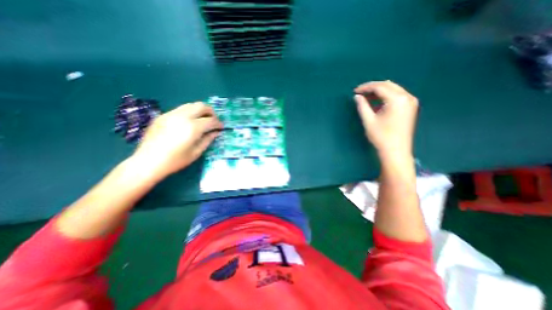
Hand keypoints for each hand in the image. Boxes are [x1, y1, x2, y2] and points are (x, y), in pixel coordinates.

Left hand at [131, 102, 221, 177]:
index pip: (211, 120)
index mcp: (192, 127)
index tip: (221, 127)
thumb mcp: (196, 152)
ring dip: (200, 110)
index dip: (218, 123)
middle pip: (201, 106)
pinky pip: (180, 109)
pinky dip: (189, 113)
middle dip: (211, 112)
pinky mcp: (163, 115)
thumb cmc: (175, 160)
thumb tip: (216, 132)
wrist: (147, 162)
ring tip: (203, 120)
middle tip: (213, 121)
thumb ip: (208, 139)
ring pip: (190, 105)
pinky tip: (189, 123)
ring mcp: (171, 114)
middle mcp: (182, 116)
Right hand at [354, 82, 418, 158]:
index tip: (355, 91)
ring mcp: (411, 102)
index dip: (366, 87)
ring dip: (379, 91)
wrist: (396, 151)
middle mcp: (407, 97)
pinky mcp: (410, 107)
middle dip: (372, 87)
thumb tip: (357, 97)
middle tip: (360, 93)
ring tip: (366, 97)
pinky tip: (377, 103)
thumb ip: (362, 106)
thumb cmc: (381, 136)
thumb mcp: (368, 120)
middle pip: (388, 85)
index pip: (380, 87)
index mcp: (397, 99)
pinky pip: (397, 96)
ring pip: (393, 89)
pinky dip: (386, 97)